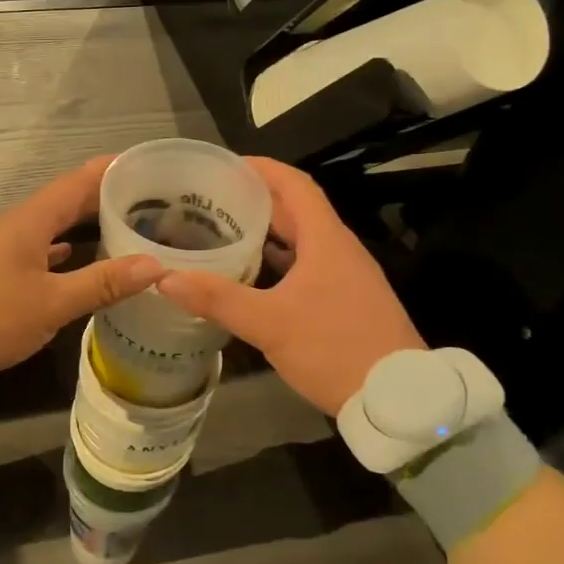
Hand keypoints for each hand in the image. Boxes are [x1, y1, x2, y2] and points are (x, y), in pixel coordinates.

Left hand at [0, 158, 163, 394]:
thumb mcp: (51, 304)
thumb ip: (102, 283)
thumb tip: (154, 265)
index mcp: (29, 222)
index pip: (76, 183)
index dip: (109, 171)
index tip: (143, 165)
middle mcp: (13, 226)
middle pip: (63, 201)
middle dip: (101, 197)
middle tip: (144, 199)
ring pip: (49, 225)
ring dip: (81, 223)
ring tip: (118, 225)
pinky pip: (34, 247)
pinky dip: (59, 248)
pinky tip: (72, 257)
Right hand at [155, 158, 424, 413]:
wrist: (398, 398)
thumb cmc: (335, 348)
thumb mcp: (270, 324)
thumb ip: (217, 299)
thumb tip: (165, 278)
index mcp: (326, 239)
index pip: (294, 184)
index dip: (261, 169)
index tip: (225, 166)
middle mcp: (339, 249)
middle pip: (296, 210)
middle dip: (256, 200)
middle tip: (212, 200)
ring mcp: (346, 276)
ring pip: (302, 240)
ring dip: (267, 232)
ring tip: (224, 232)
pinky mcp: (347, 300)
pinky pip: (308, 266)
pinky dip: (279, 262)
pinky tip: (252, 277)